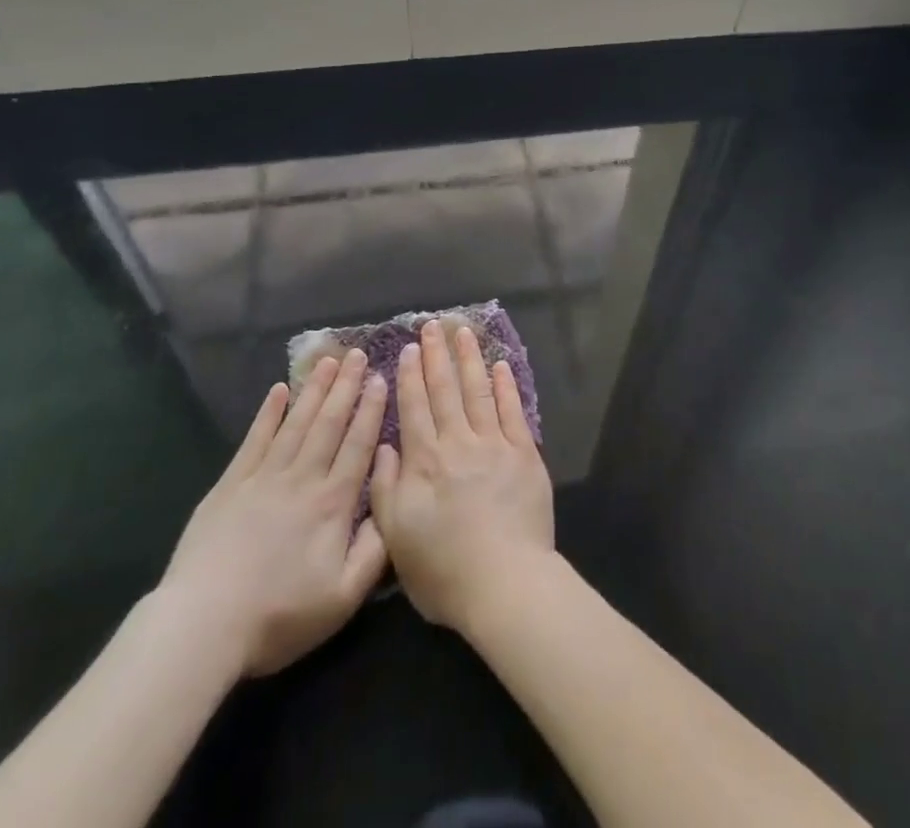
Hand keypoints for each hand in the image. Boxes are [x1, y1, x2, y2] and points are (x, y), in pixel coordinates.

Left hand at [156, 348, 388, 680]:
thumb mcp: (342, 597)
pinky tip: (279, 390)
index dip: (371, 410)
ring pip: (297, 423)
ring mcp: (264, 477)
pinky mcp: (231, 485)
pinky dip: (269, 413)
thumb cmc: (279, 615)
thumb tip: (393, 509)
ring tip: (327, 360)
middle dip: (345, 386)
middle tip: (357, 353)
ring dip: (314, 389)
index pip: (358, 445)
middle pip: (329, 423)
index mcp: (332, 503)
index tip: (379, 377)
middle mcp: (303, 479)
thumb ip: (374, 551)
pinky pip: (255, 439)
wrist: (204, 624)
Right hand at [369, 320, 554, 634]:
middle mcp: (458, 443)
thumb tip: (386, 446)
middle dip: (436, 355)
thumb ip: (386, 489)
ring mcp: (494, 444)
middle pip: (445, 390)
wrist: (505, 583)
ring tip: (463, 332)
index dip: (409, 377)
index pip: (414, 408)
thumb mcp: (397, 538)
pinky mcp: (524, 453)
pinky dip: (505, 386)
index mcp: (425, 462)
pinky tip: (499, 366)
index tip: (407, 349)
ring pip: (477, 391)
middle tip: (432, 325)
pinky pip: (512, 410)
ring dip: (469, 359)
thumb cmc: (445, 570)